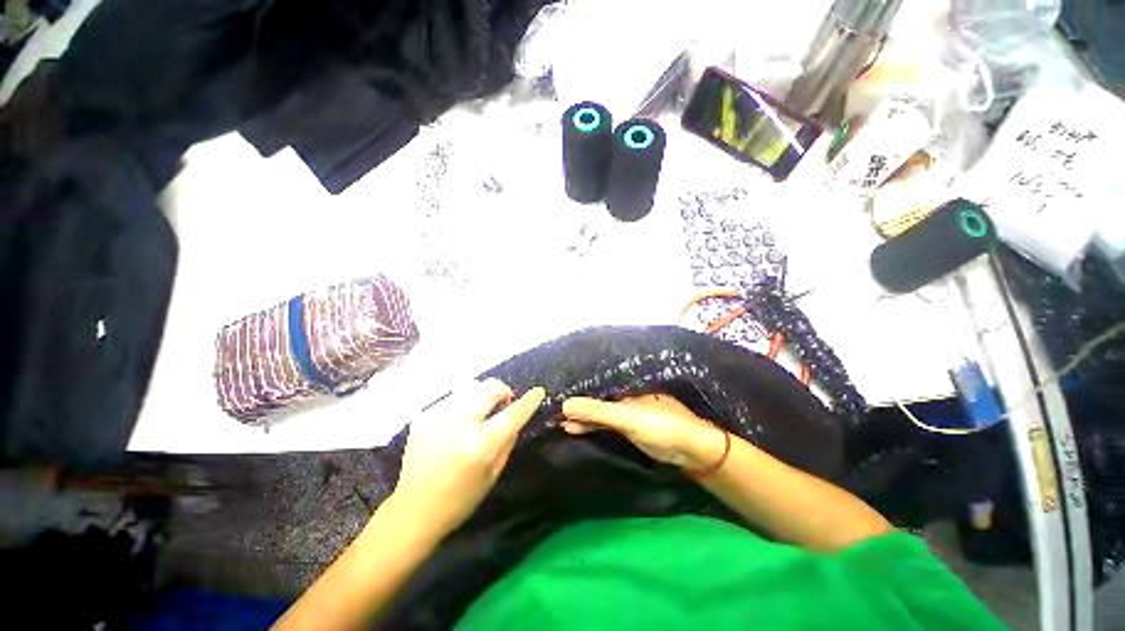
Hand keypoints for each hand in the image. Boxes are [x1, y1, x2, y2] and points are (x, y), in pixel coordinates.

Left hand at [393, 379, 545, 536]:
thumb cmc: (459, 500)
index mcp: (479, 444)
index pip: (512, 413)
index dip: (529, 400)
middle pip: (490, 388)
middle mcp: (459, 424)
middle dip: (504, 390)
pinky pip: (453, 397)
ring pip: (471, 386)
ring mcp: (438, 416)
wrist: (413, 510)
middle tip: (506, 402)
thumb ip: (508, 439)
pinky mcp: (424, 416)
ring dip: (484, 393)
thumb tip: (516, 416)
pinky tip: (461, 419)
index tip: (538, 391)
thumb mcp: (493, 474)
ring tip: (483, 408)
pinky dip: (465, 402)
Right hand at [561, 394, 725, 469]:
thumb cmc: (660, 426)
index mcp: (627, 391)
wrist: (693, 450)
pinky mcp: (636, 433)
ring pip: (605, 417)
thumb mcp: (625, 417)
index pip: (597, 394)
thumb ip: (596, 411)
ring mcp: (633, 417)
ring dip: (587, 422)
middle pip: (600, 405)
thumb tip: (563, 404)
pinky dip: (599, 431)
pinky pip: (612, 428)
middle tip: (558, 419)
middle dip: (581, 412)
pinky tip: (586, 433)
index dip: (579, 401)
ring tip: (565, 427)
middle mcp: (628, 401)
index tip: (559, 407)